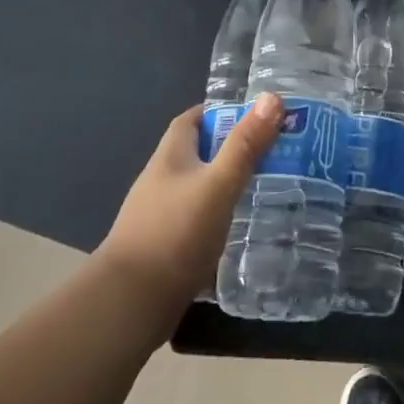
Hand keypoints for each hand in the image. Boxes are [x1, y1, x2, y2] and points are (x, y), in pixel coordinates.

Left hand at [97, 93, 282, 313]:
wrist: (129, 306)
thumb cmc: (175, 234)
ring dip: (226, 185)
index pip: (192, 119)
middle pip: (198, 153)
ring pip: (198, 189)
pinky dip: (218, 219)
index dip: (220, 112)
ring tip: (266, 189)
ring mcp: (159, 216)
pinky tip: (241, 230)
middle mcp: (161, 181)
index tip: (255, 116)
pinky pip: (197, 221)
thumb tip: (272, 97)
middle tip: (273, 153)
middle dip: (231, 149)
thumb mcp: (218, 184)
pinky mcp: (164, 249)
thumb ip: (245, 145)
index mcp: (170, 157)